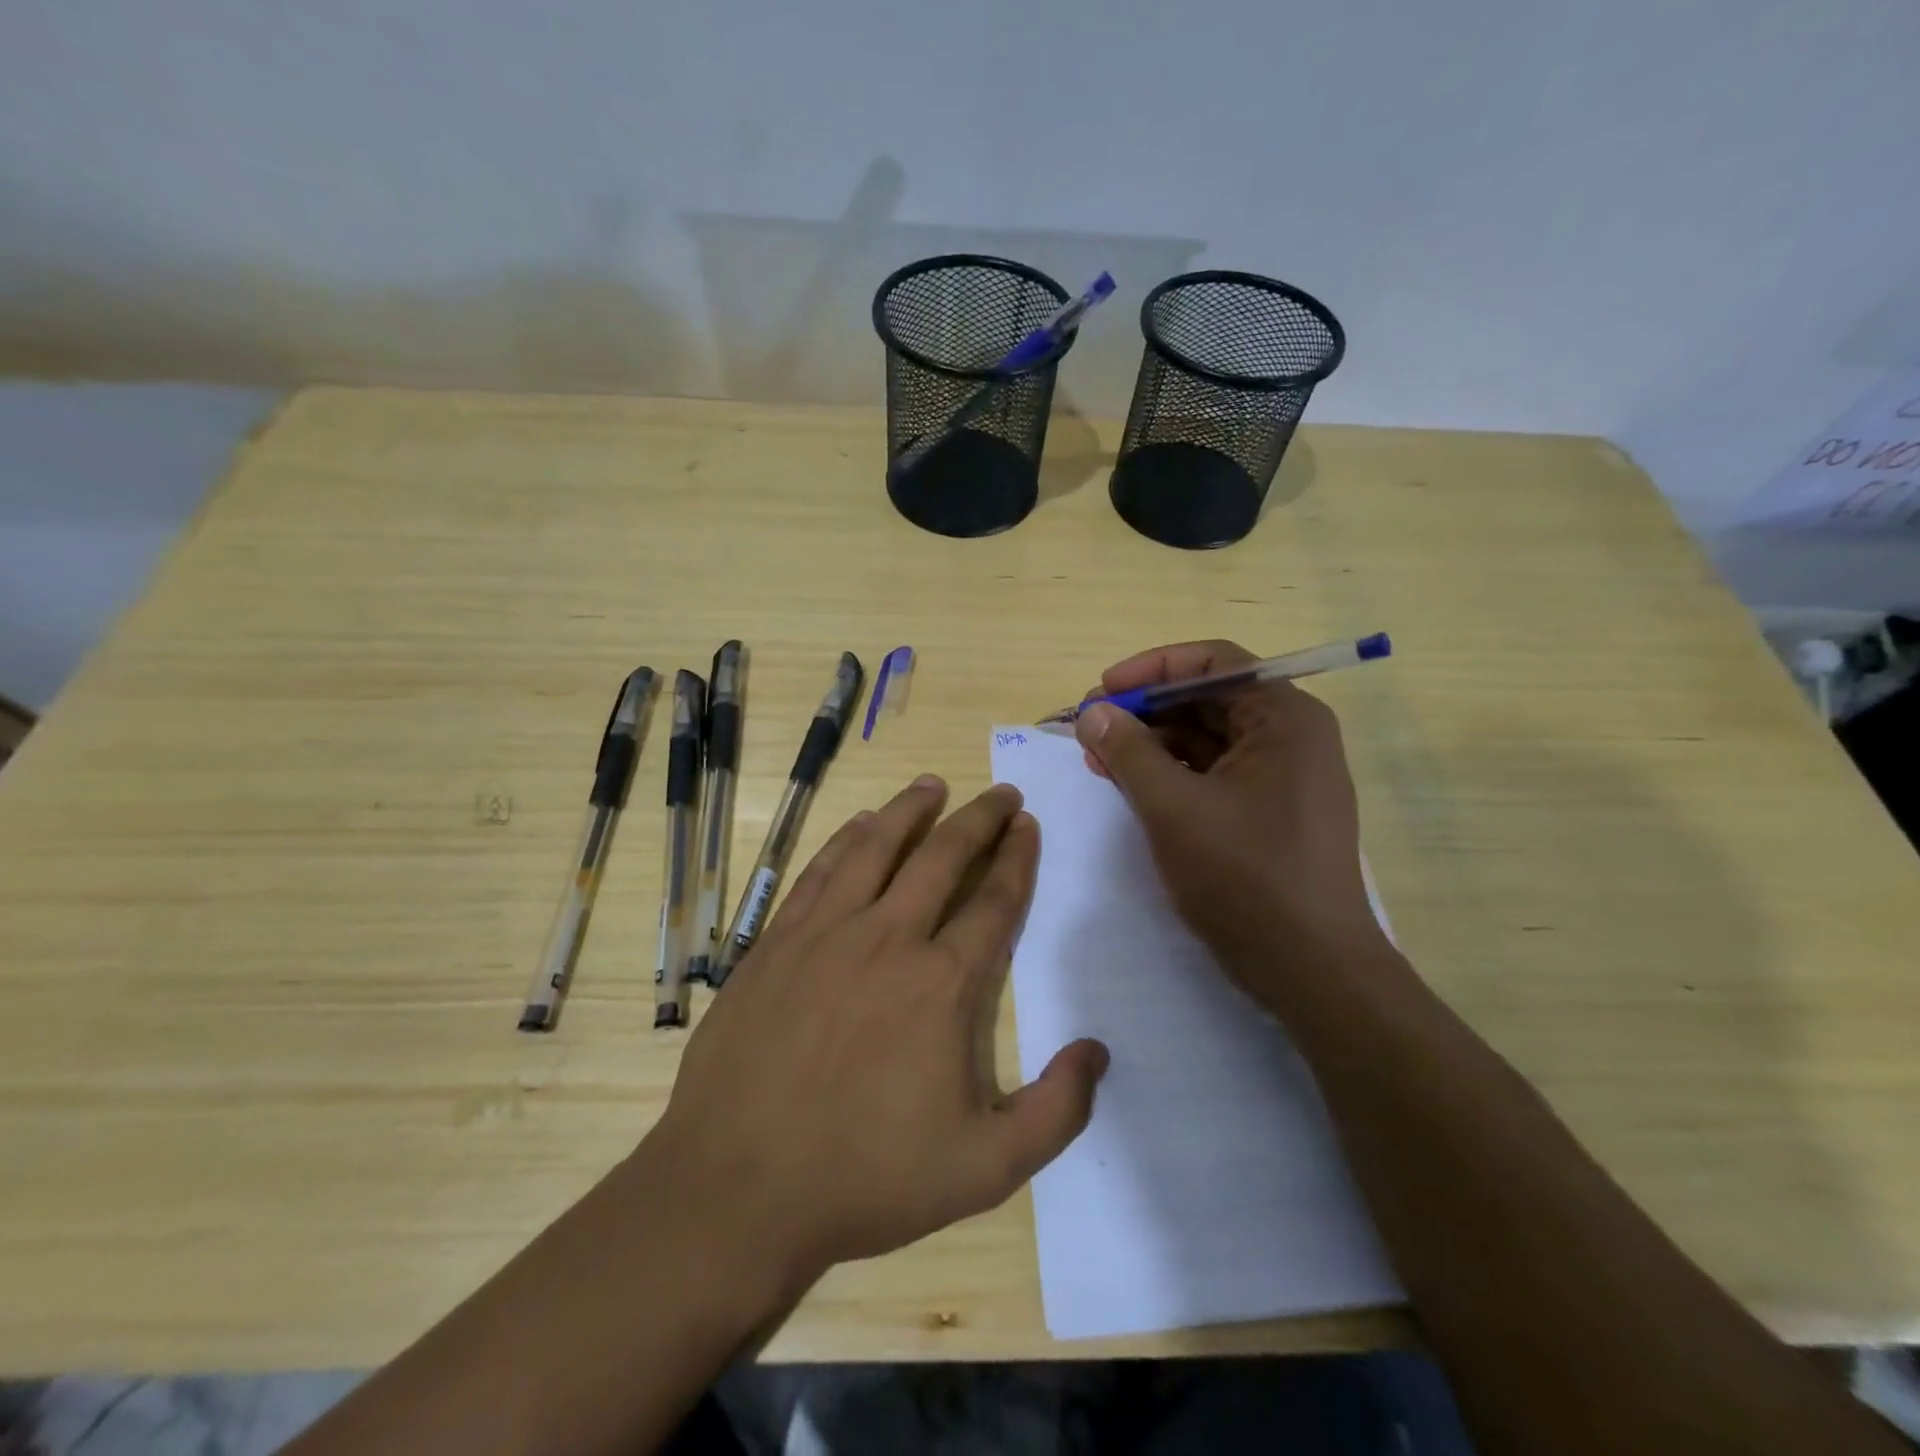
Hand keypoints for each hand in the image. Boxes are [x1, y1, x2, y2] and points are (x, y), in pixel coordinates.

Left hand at [646, 777, 1108, 1291]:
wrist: (738, 1186)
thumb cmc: (866, 1178)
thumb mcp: (985, 1169)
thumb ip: (1057, 1111)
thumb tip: (1098, 1050)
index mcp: (943, 984)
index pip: (995, 900)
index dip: (1017, 857)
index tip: (1028, 824)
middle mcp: (890, 938)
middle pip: (944, 856)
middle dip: (979, 818)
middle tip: (1001, 792)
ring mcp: (827, 932)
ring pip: (878, 846)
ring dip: (911, 809)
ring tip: (933, 783)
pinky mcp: (778, 939)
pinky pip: (821, 869)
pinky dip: (847, 838)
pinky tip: (861, 823)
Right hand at [1075, 640, 1387, 990]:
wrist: (1312, 971)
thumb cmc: (1245, 878)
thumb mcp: (1173, 808)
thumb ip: (1129, 752)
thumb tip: (1093, 712)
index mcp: (1284, 718)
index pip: (1214, 663)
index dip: (1151, 669)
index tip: (1101, 691)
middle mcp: (1292, 737)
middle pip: (1209, 701)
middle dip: (1146, 712)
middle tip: (1092, 731)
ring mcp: (1286, 778)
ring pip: (1209, 740)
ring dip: (1154, 746)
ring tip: (1101, 763)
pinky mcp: (1274, 814)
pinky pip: (1217, 775)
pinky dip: (1174, 776)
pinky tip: (1135, 790)